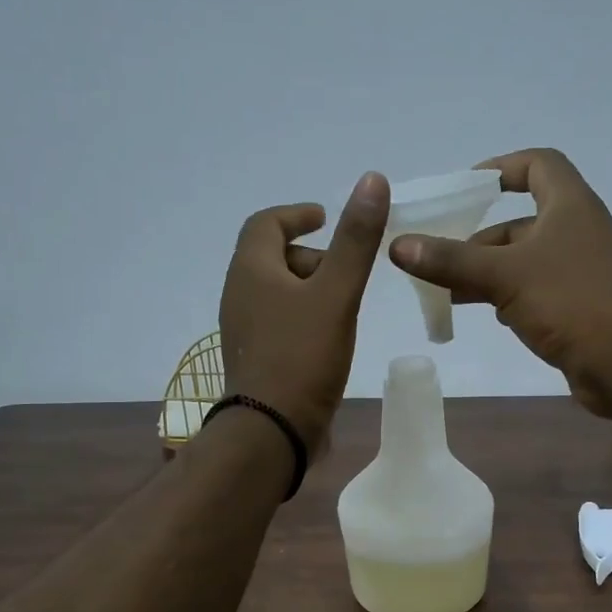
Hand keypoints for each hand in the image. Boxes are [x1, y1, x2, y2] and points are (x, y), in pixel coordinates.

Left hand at [220, 171, 389, 454]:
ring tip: (344, 305)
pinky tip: (330, 337)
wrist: (272, 431)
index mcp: (251, 271)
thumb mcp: (336, 294)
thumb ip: (356, 241)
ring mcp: (245, 331)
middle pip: (272, 259)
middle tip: (345, 271)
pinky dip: (304, 317)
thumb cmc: (302, 357)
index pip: (265, 224)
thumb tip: (372, 179)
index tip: (324, 217)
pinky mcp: (256, 360)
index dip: (295, 214)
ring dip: (310, 290)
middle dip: (310, 256)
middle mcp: (240, 296)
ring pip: (277, 294)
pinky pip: (280, 323)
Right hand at [387, 148, 611, 416]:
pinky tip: (482, 313)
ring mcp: (576, 272)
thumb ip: (452, 261)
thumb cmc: (572, 301)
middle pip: (519, 221)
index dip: (501, 167)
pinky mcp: (574, 307)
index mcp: (567, 205)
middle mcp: (574, 231)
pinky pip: (531, 292)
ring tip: (446, 291)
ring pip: (521, 261)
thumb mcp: (506, 275)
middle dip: (477, 239)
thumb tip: (398, 245)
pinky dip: (504, 297)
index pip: (538, 164)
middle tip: (437, 257)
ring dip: (485, 272)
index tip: (465, 187)